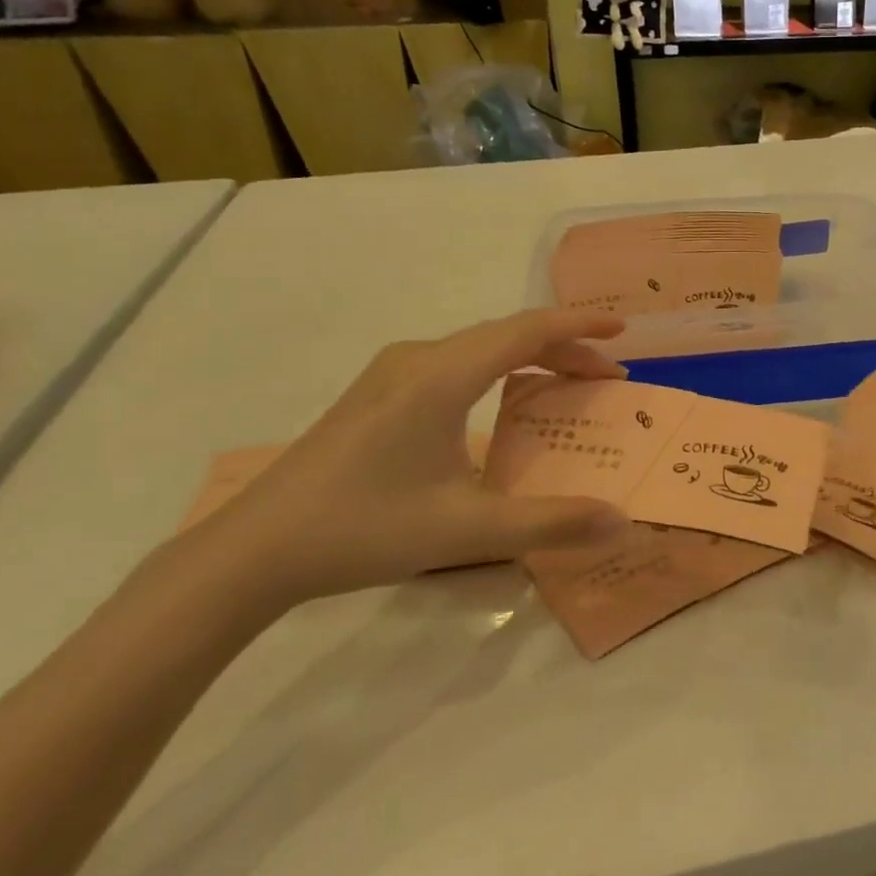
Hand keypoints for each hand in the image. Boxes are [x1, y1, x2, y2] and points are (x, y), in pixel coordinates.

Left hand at [187, 309, 630, 607]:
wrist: (253, 551)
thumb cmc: (363, 530)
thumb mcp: (466, 530)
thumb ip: (550, 523)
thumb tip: (620, 520)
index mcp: (442, 376)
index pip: (526, 331)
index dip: (579, 324)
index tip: (622, 328)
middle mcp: (418, 359)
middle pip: (507, 334)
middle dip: (564, 347)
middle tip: (608, 377)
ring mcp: (392, 373)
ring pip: (479, 347)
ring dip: (530, 358)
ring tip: (567, 385)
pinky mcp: (377, 393)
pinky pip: (455, 362)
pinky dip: (498, 370)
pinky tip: (504, 404)